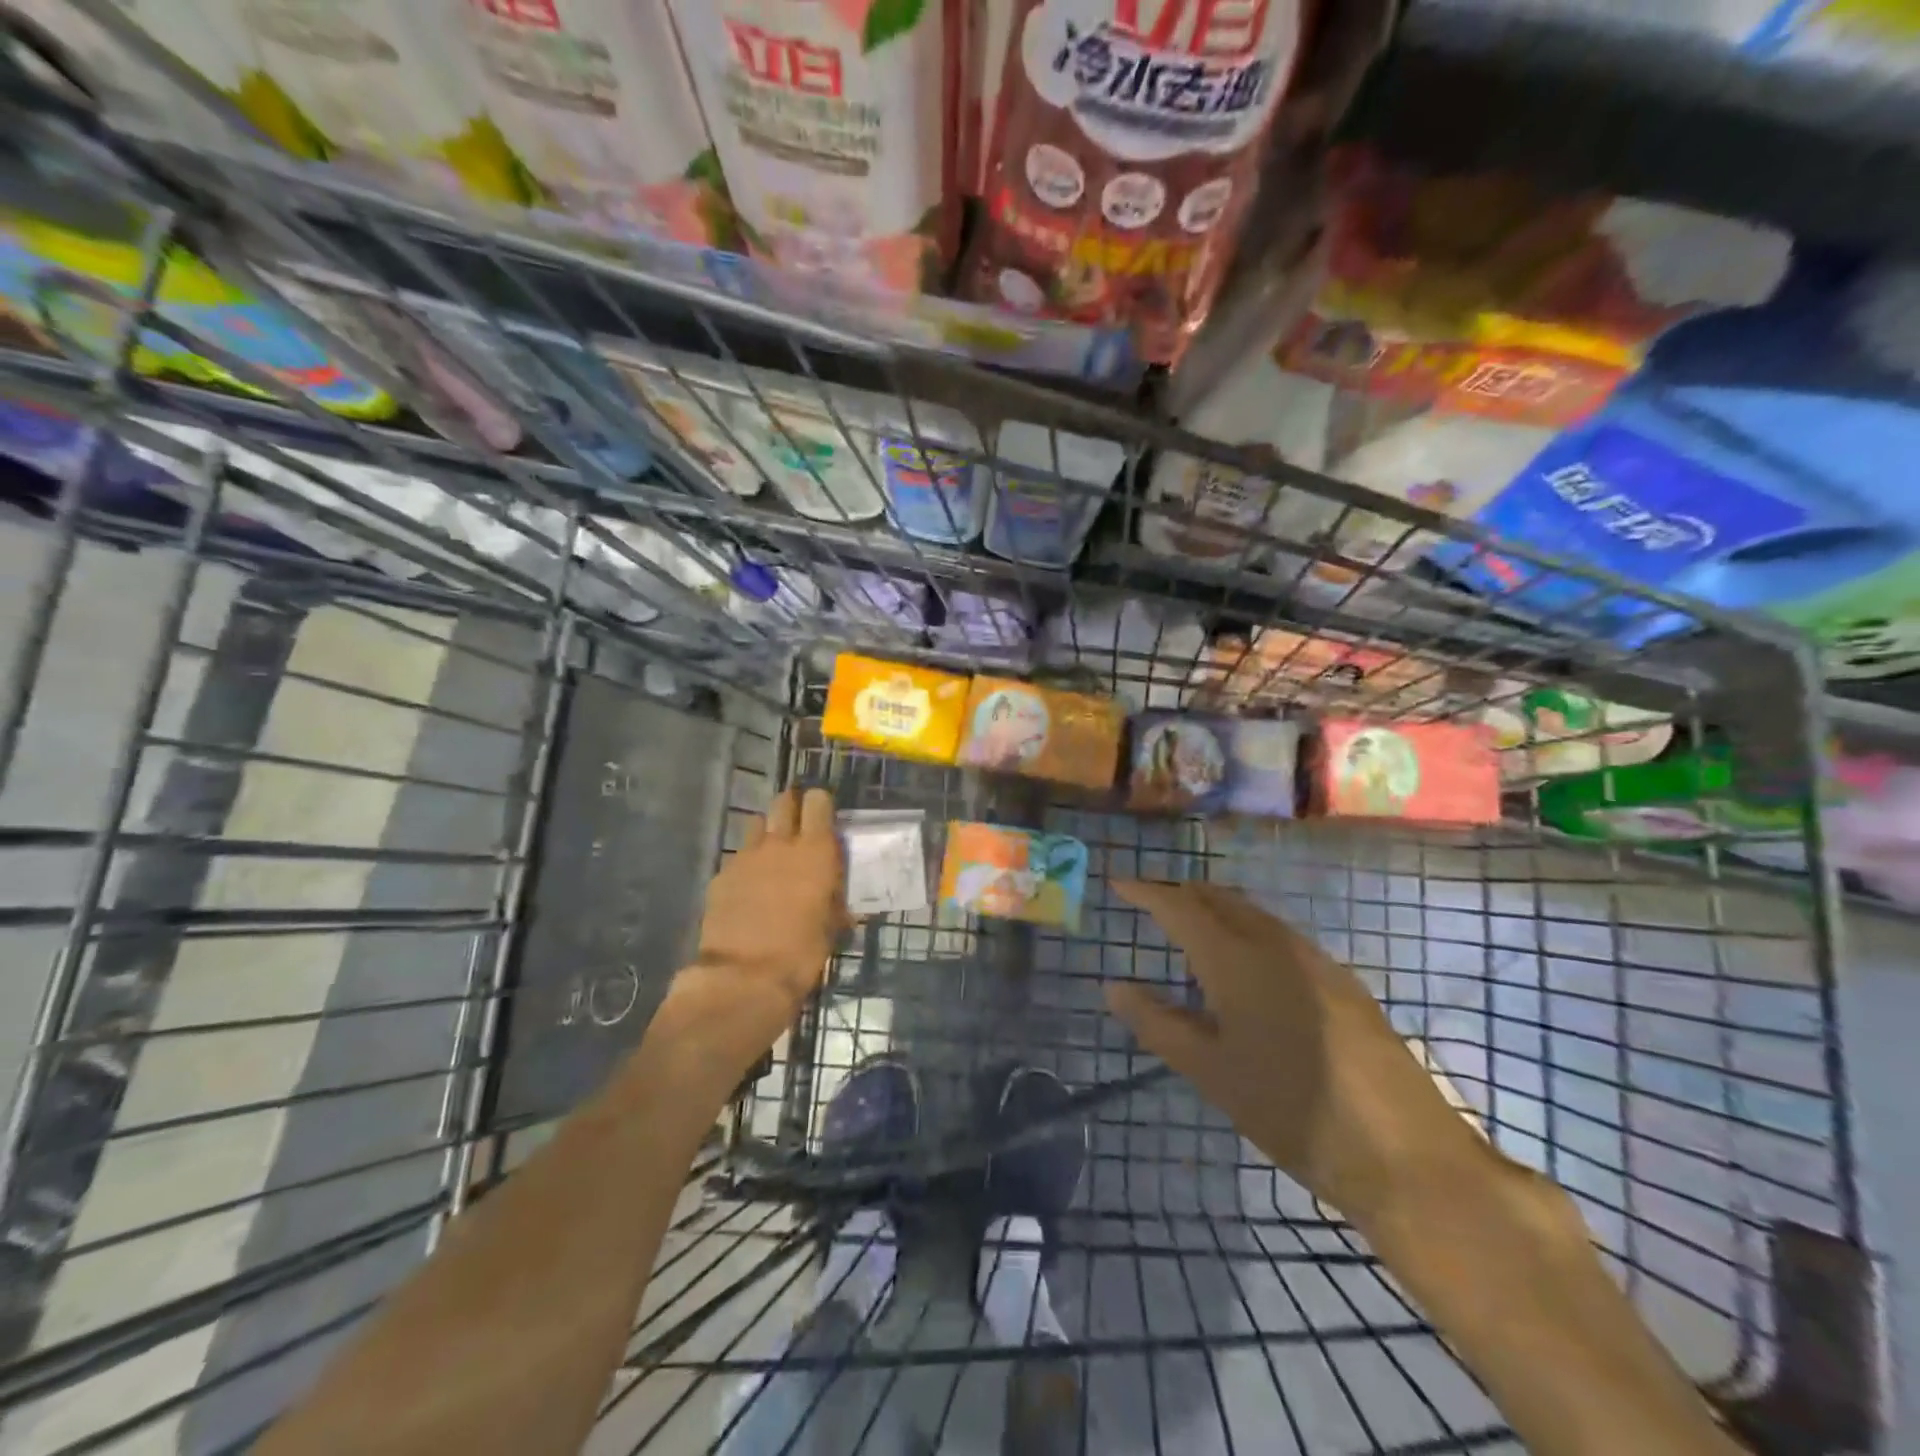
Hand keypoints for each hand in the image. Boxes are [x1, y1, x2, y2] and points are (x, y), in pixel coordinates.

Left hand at [668, 788, 846, 1072]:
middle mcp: (780, 844)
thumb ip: (834, 899)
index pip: (817, 802)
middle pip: (783, 803)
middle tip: (798, 826)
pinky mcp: (721, 875)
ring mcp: (745, 857)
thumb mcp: (831, 926)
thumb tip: (838, 895)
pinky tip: (749, 888)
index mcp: (815, 852)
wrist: (744, 978)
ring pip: (757, 825)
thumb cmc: (801, 953)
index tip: (824, 814)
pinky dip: (746, 864)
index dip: (820, 804)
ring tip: (772, 855)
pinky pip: (738, 857)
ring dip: (767, 833)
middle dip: (791, 807)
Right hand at [1106, 880, 1486, 1224]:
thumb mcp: (1211, 1073)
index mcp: (1236, 959)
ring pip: (1253, 914)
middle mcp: (1275, 944)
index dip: (1146, 891)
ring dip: (1216, 909)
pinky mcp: (1342, 982)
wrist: (1405, 1153)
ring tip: (1189, 927)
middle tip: (1149, 902)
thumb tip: (1114, 986)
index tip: (1119, 882)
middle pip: (1218, 898)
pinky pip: (1280, 935)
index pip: (1179, 906)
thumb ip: (1158, 1024)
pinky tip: (1245, 965)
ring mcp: (1315, 960)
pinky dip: (1247, 930)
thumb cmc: (1292, 1111)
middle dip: (1180, 893)